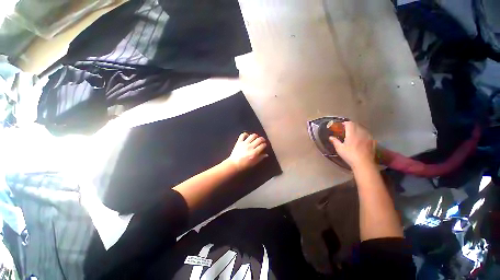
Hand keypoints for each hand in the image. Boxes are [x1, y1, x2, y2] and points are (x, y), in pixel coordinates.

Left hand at [228, 133, 267, 170]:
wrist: (234, 164)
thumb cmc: (245, 165)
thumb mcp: (254, 163)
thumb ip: (261, 158)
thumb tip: (266, 154)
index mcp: (254, 152)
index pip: (262, 145)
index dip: (265, 145)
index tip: (265, 146)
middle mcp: (250, 147)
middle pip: (259, 139)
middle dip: (262, 139)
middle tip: (262, 141)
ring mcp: (244, 143)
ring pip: (252, 136)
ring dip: (256, 136)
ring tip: (256, 138)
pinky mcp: (239, 142)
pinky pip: (243, 135)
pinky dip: (246, 134)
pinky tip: (248, 136)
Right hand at [329, 121, 375, 168]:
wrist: (364, 163)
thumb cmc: (350, 155)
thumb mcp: (339, 148)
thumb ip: (335, 141)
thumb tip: (330, 137)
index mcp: (352, 133)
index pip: (349, 123)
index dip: (345, 123)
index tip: (341, 126)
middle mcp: (361, 133)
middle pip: (357, 125)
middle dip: (351, 125)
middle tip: (346, 130)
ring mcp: (368, 137)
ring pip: (363, 129)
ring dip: (358, 129)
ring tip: (353, 133)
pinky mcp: (373, 141)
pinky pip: (368, 134)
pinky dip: (363, 134)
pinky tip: (361, 139)